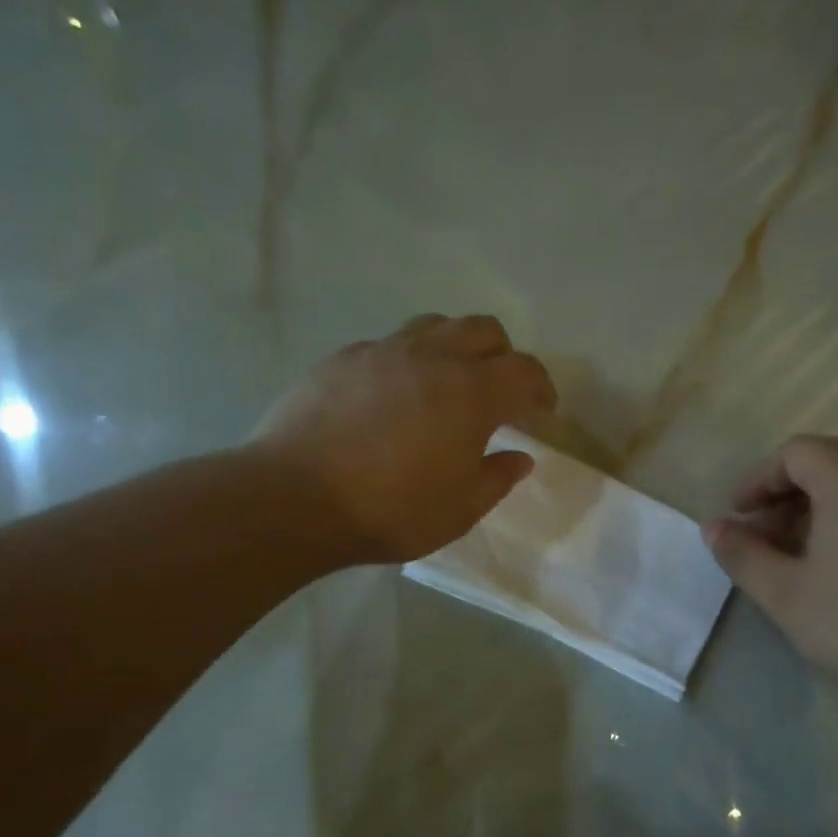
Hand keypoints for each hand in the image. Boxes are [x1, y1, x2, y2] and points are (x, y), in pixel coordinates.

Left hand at [251, 314, 556, 566]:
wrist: (294, 498)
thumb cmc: (389, 510)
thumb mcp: (459, 510)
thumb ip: (496, 479)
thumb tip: (520, 458)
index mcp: (470, 393)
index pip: (525, 371)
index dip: (542, 388)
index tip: (543, 412)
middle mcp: (431, 357)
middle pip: (484, 330)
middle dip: (503, 357)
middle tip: (500, 393)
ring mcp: (382, 351)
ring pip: (435, 325)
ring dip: (455, 347)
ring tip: (448, 384)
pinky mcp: (342, 358)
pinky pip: (388, 344)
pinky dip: (407, 361)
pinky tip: (393, 397)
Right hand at [703, 435, 837, 711]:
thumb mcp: (787, 596)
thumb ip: (743, 555)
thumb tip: (712, 527)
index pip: (798, 452)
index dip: (760, 477)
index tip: (738, 512)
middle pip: (836, 456)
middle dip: (792, 484)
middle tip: (766, 525)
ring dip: (827, 498)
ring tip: (803, 545)